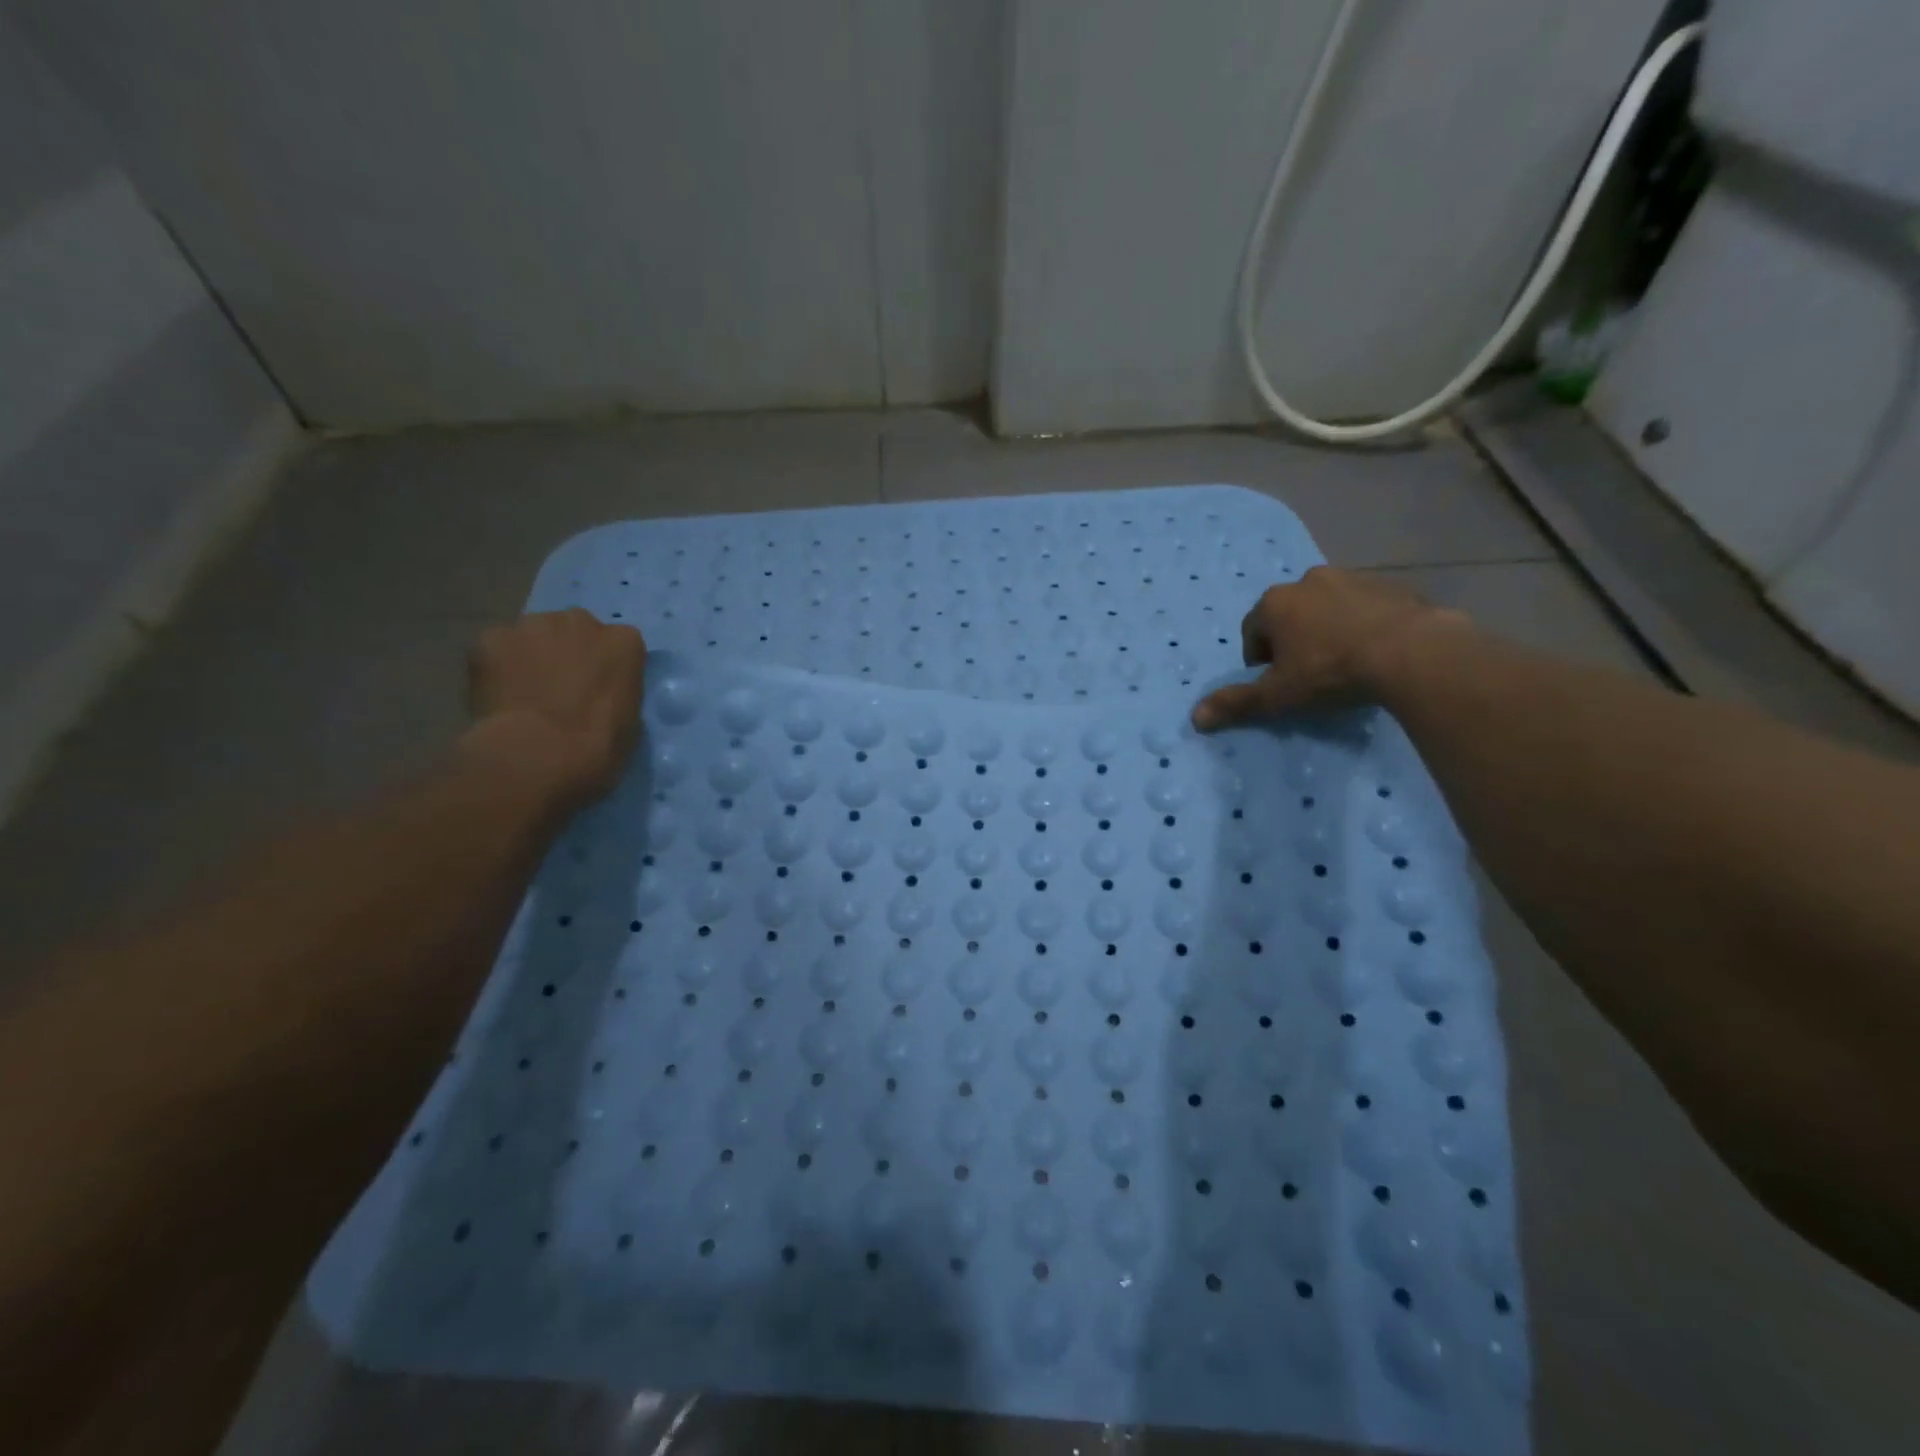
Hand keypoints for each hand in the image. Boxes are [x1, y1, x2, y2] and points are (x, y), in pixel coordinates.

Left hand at [460, 609, 648, 807]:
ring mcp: (533, 625)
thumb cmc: (599, 745)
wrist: (539, 754)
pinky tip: (498, 696)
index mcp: (624, 641)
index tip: (597, 691)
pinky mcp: (491, 638)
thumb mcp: (629, 719)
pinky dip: (496, 667)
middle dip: (569, 652)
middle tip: (560, 688)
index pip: (618, 645)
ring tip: (525, 692)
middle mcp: (581, 621)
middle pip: (575, 629)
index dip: (604, 668)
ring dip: (532, 655)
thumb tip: (598, 695)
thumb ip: (616, 692)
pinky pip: (496, 649)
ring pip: (533, 635)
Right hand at [1191, 567, 1462, 729]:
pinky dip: (1361, 624)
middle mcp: (1307, 580)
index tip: (1277, 683)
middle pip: (1288, 615)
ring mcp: (1350, 578)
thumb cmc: (1331, 672)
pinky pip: (1363, 606)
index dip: (1260, 660)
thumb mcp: (1278, 695)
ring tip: (1344, 662)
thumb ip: (1237, 703)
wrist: (1411, 652)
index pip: (1251, 631)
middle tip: (1309, 673)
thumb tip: (1195, 718)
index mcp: (1274, 603)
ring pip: (1326, 607)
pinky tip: (1374, 650)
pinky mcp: (1389, 584)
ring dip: (1327, 628)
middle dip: (1292, 640)